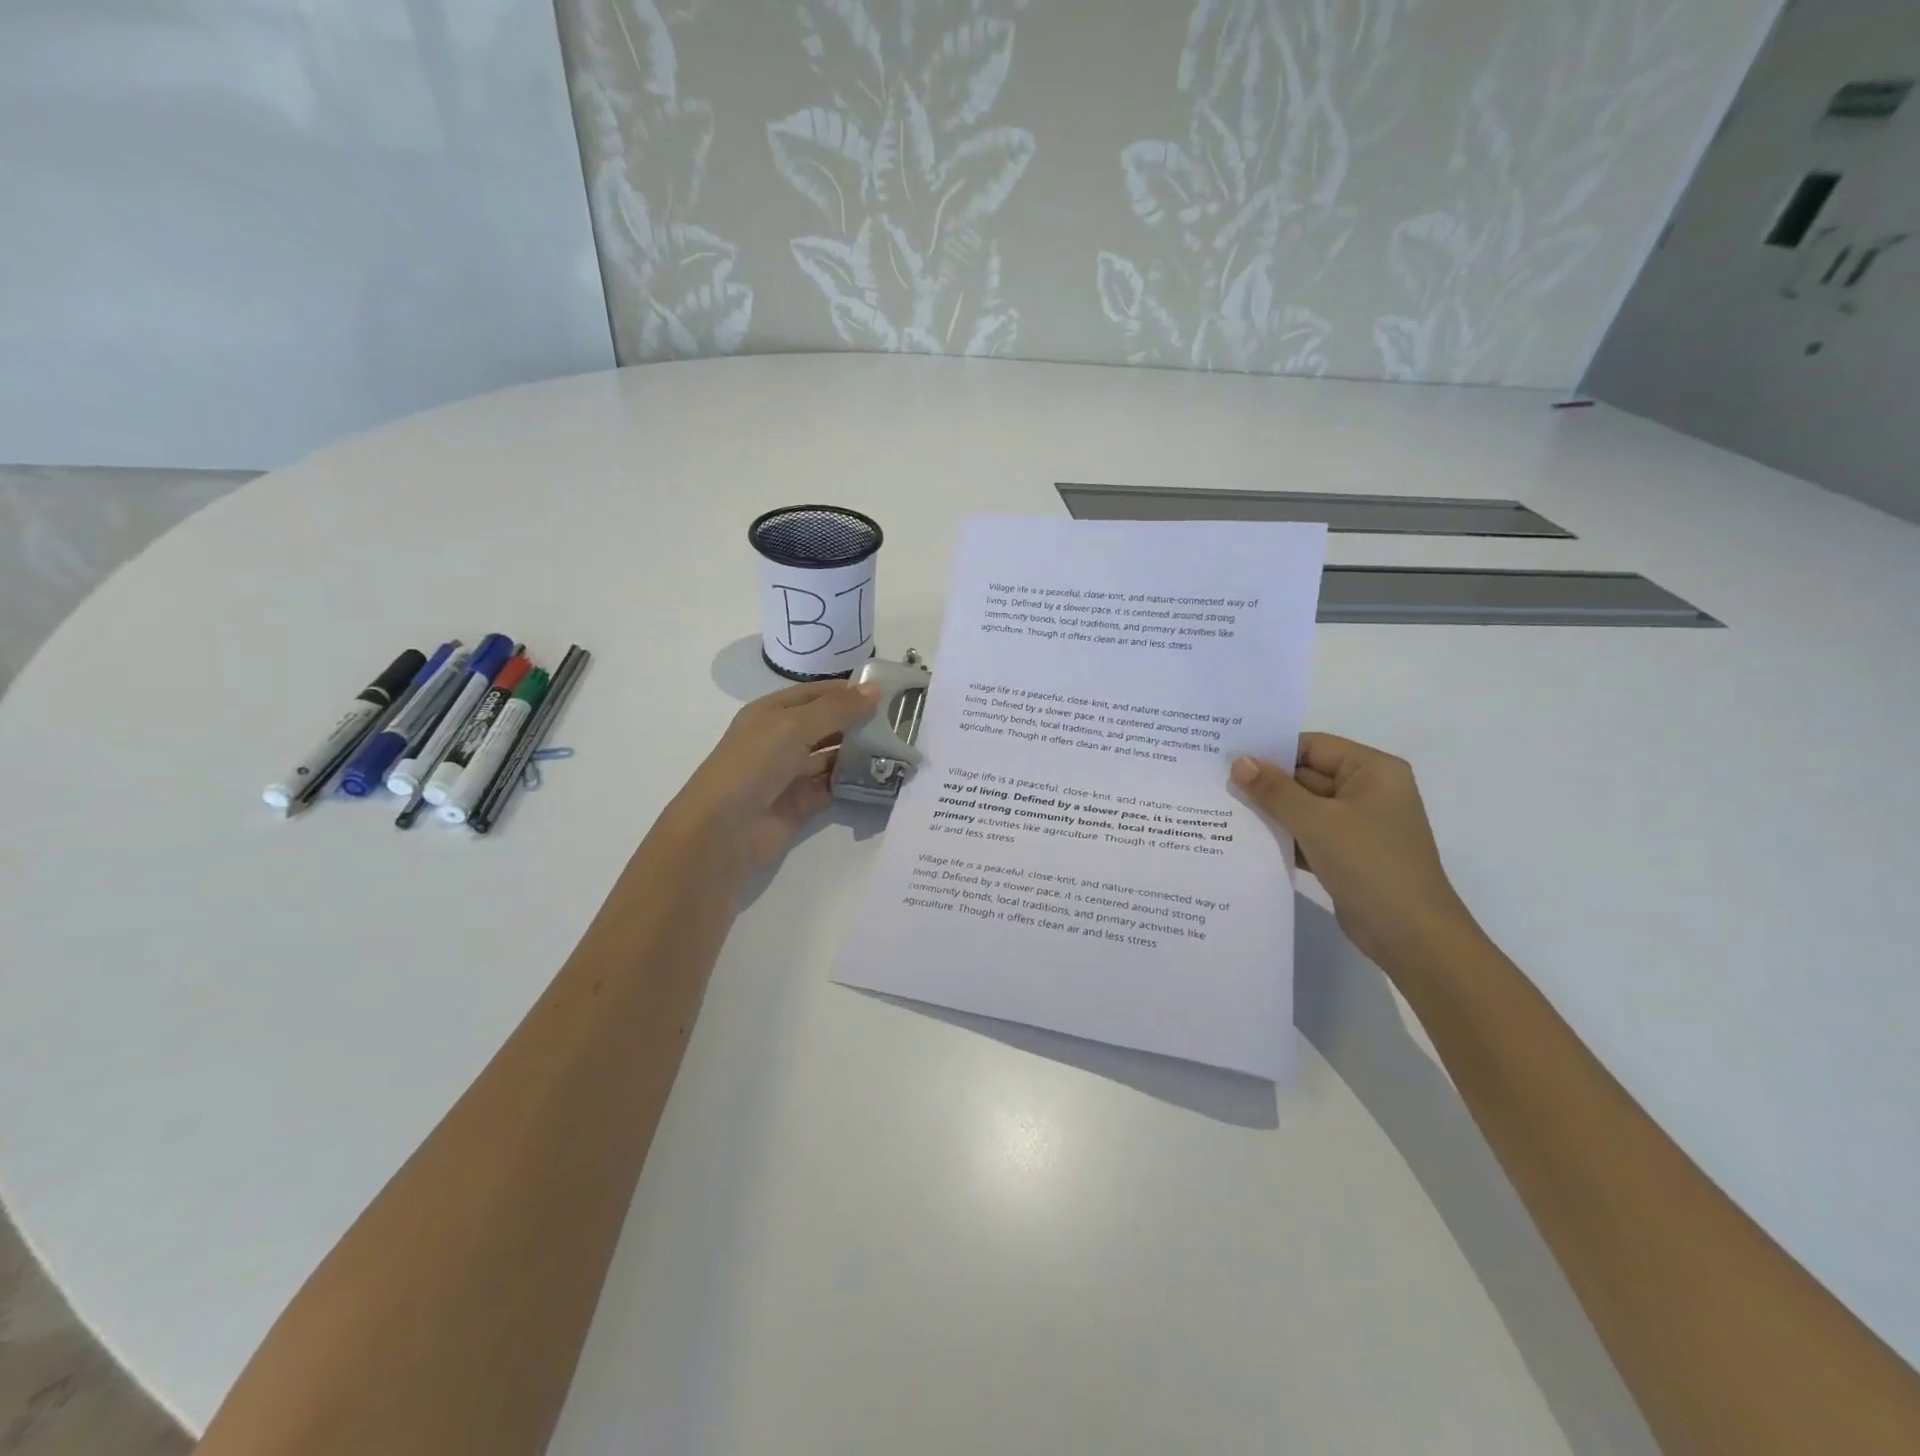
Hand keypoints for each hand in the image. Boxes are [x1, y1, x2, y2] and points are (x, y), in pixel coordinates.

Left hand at [667, 680, 880, 872]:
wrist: (723, 830)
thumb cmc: (754, 764)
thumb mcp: (794, 726)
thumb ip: (837, 709)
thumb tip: (876, 690)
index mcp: (773, 712)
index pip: (819, 693)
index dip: (851, 690)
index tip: (892, 691)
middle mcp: (782, 739)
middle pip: (829, 724)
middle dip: (862, 722)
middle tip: (905, 722)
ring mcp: (792, 772)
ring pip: (834, 756)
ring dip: (862, 752)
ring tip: (901, 748)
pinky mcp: (802, 803)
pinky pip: (834, 786)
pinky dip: (856, 782)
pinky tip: (883, 777)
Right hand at [1231, 734, 1474, 968]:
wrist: (1410, 934)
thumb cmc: (1369, 863)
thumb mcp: (1316, 821)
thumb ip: (1274, 790)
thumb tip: (1239, 761)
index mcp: (1373, 770)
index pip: (1313, 746)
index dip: (1272, 750)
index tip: (1228, 756)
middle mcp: (1368, 791)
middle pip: (1307, 775)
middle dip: (1266, 782)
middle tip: (1216, 781)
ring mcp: (1358, 825)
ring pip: (1304, 807)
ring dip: (1270, 811)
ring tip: (1222, 807)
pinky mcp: (1347, 854)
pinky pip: (1308, 834)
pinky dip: (1282, 835)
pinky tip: (1245, 839)